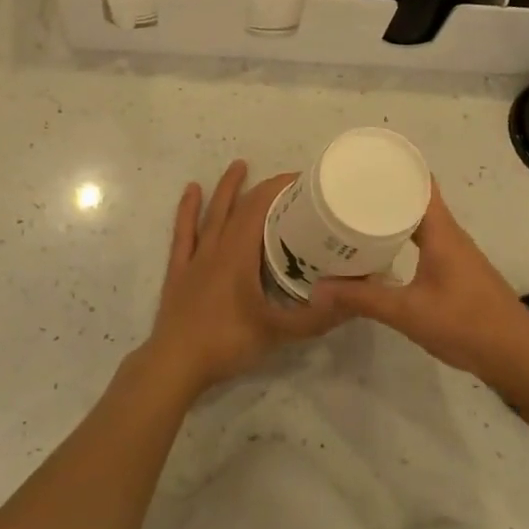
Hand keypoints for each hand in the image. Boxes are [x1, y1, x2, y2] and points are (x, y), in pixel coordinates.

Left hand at [140, 161, 343, 398]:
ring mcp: (195, 258)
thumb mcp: (278, 333)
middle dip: (262, 188)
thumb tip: (353, 301)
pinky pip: (184, 232)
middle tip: (285, 178)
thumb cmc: (226, 343)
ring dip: (226, 189)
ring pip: (212, 214)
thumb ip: (316, 318)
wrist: (175, 364)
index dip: (279, 189)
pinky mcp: (179, 270)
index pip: (259, 209)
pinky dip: (187, 210)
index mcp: (239, 255)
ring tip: (239, 165)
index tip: (303, 180)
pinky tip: (191, 191)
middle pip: (239, 207)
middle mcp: (217, 248)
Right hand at [312, 186, 528, 395]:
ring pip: (421, 223)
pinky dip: (402, 238)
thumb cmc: (466, 324)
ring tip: (356, 215)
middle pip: (416, 200)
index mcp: (442, 232)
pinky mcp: (457, 273)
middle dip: (385, 192)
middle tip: (347, 190)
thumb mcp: (407, 313)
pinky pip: (425, 242)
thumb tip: (319, 287)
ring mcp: (456, 254)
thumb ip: (363, 299)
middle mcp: (450, 235)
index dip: (395, 168)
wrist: (518, 357)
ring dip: (393, 216)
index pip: (420, 183)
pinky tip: (381, 252)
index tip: (363, 162)